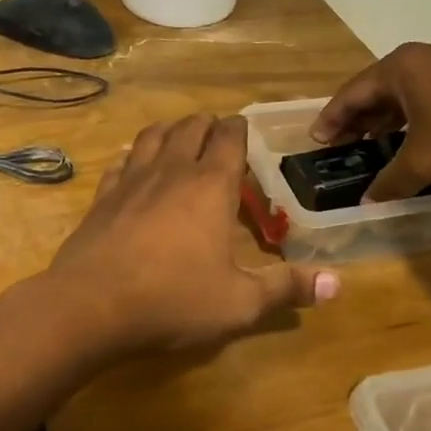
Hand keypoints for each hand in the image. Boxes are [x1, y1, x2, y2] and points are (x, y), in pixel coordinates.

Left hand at [48, 115, 338, 354]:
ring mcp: (130, 181)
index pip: (228, 138)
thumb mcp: (239, 303)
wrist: (91, 305)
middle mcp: (170, 171)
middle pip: (189, 128)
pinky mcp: (101, 198)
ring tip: (177, 137)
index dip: (238, 129)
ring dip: (168, 131)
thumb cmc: (173, 300)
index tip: (244, 129)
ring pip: (151, 136)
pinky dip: (131, 157)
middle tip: (215, 134)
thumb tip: (338, 284)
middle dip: (206, 125)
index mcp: (210, 186)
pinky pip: (119, 163)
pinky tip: (132, 166)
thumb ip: (286, 289)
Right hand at [313, 42, 430, 200]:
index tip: (317, 140)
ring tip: (376, 146)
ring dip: (390, 120)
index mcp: (403, 67)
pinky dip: (419, 119)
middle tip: (343, 146)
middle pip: (380, 89)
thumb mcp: (424, 161)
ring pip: (411, 93)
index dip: (332, 119)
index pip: (353, 92)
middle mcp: (428, 57)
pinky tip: (420, 142)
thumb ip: (391, 180)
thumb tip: (369, 201)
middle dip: (360, 119)